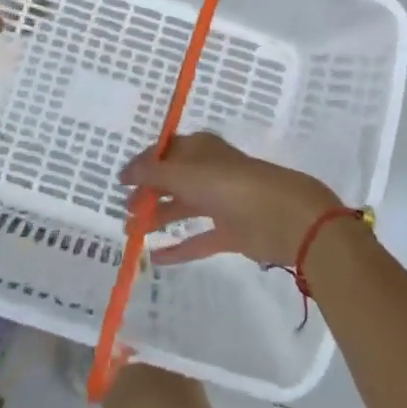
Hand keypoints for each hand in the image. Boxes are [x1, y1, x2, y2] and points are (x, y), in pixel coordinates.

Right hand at [122, 132, 339, 268]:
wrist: (285, 217)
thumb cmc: (232, 186)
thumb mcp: (186, 174)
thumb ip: (153, 173)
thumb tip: (126, 172)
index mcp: (201, 149)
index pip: (166, 151)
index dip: (143, 163)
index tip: (121, 181)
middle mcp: (210, 172)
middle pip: (172, 180)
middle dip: (148, 193)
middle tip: (126, 211)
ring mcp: (221, 202)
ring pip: (183, 208)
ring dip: (158, 218)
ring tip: (131, 233)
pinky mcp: (231, 232)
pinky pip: (198, 239)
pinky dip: (178, 247)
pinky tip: (156, 259)